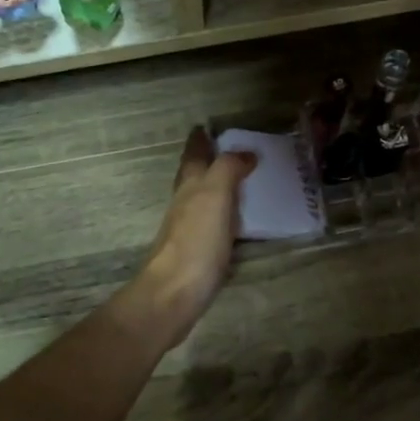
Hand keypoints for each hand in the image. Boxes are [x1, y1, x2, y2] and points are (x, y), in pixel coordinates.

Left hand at [128, 128, 255, 345]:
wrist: (175, 292)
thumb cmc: (196, 240)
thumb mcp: (215, 194)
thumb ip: (228, 169)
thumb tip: (244, 153)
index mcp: (190, 185)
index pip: (193, 155)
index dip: (199, 140)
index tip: (205, 127)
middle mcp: (185, 204)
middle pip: (194, 176)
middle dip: (206, 162)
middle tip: (227, 152)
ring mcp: (189, 230)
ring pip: (201, 200)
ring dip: (216, 188)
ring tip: (239, 183)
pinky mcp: (198, 254)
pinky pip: (212, 225)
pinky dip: (223, 216)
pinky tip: (235, 222)